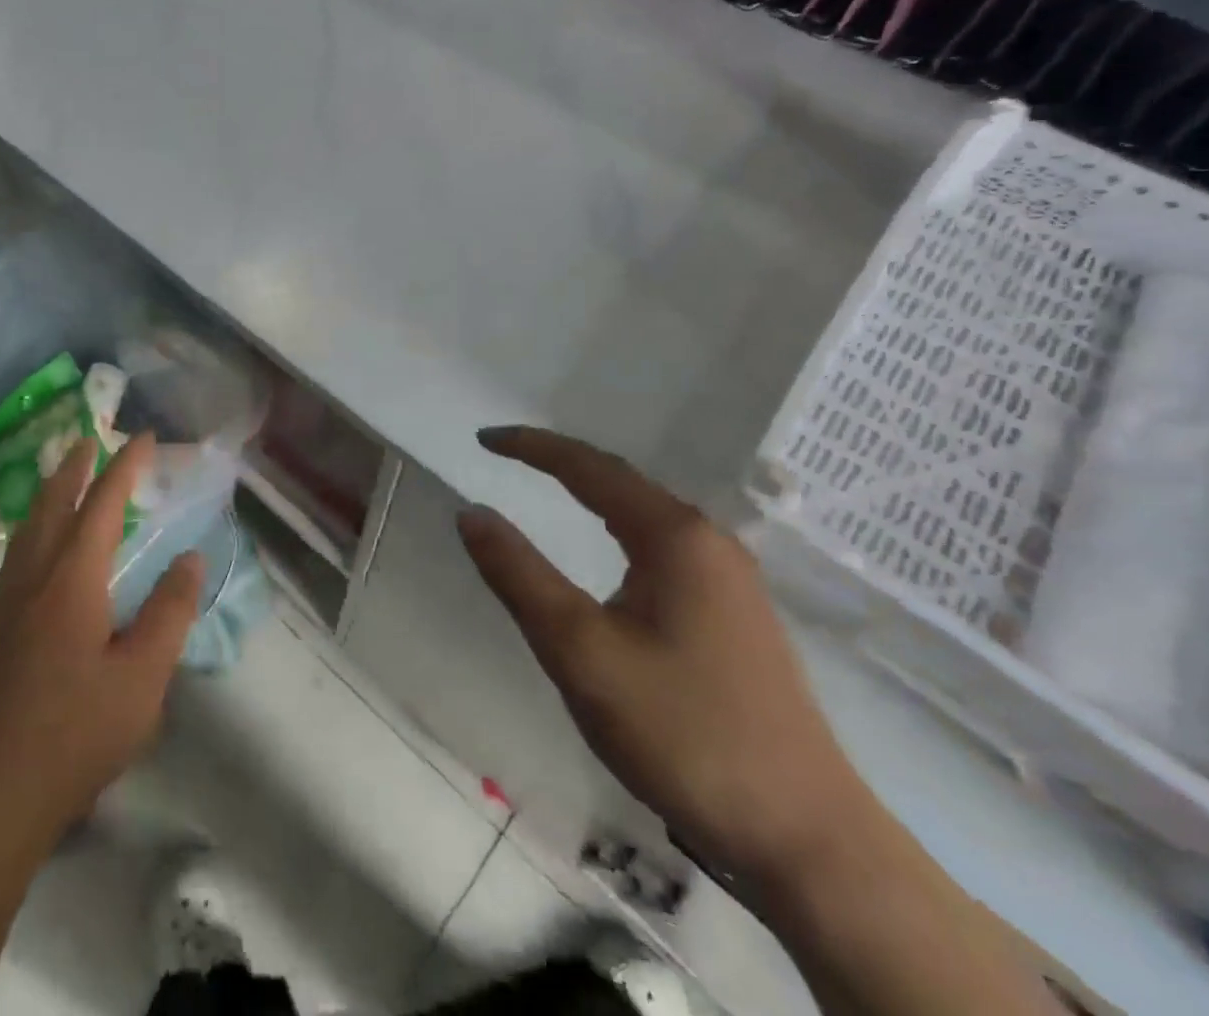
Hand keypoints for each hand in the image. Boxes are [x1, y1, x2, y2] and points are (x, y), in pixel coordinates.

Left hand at [0, 434, 204, 837]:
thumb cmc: (77, 733)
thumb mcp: (143, 677)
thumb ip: (169, 612)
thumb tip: (191, 559)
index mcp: (71, 580)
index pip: (102, 505)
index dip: (125, 467)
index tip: (145, 438)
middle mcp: (35, 579)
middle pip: (52, 505)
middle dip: (75, 467)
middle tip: (92, 440)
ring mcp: (10, 604)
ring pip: (29, 528)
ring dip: (50, 493)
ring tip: (66, 479)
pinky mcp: (0, 630)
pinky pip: (19, 553)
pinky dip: (36, 526)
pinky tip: (41, 547)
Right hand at [458, 427, 871, 891]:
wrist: (805, 838)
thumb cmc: (683, 733)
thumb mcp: (580, 651)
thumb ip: (519, 575)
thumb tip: (471, 512)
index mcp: (675, 536)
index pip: (588, 467)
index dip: (531, 447)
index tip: (483, 439)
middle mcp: (709, 542)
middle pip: (621, 481)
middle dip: (560, 461)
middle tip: (506, 455)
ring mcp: (731, 579)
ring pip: (645, 513)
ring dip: (591, 492)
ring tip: (545, 485)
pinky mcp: (736, 615)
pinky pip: (663, 545)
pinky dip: (617, 526)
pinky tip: (611, 550)